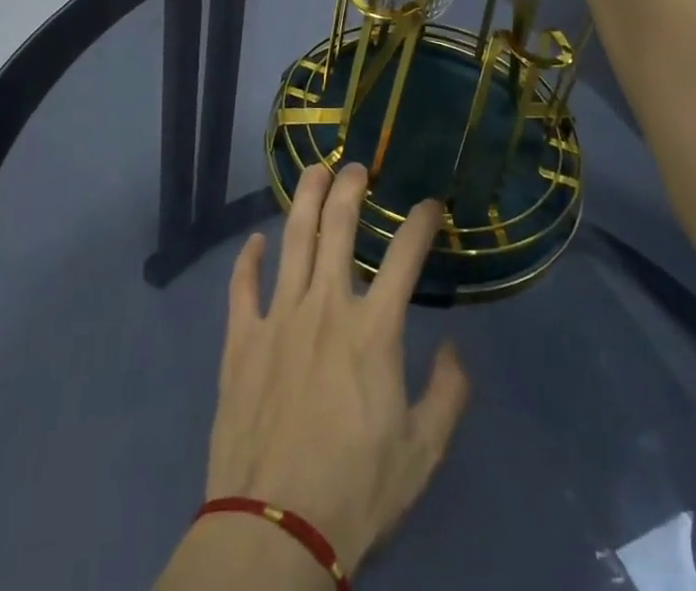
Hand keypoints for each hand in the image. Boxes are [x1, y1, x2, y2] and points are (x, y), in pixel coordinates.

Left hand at [202, 164, 469, 574]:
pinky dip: (248, 258)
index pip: (404, 256)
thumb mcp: (422, 454)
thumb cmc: (355, 491)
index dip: (421, 222)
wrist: (273, 529)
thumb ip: (448, 395)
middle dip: (350, 188)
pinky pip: (242, 285)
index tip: (431, 204)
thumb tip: (455, 348)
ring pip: (292, 239)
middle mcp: (324, 307)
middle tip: (357, 166)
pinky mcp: (240, 339)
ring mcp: (277, 317)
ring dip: (304, 199)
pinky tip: (255, 240)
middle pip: (337, 227)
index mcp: (372, 330)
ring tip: (313, 171)